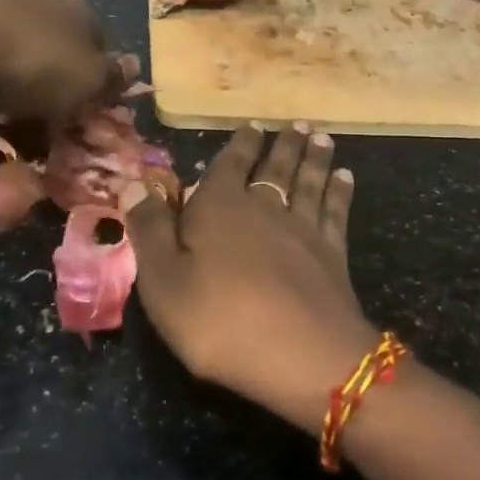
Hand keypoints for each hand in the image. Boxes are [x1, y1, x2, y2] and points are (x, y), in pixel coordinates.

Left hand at [0, 0, 122, 123]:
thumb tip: (131, 69)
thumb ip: (111, 79)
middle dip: (49, 94)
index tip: (80, 119)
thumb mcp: (87, 82)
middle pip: (54, 54)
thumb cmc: (27, 62)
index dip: (93, 87)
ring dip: (9, 93)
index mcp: (78, 10)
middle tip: (38, 132)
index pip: (99, 49)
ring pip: (11, 58)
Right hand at [118, 124, 380, 434]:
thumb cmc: (218, 321)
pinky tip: (346, 178)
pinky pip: (336, 211)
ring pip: (309, 182)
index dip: (240, 144)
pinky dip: (340, 191)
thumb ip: (150, 230)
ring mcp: (304, 229)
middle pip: (275, 167)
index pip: (230, 164)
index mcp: (220, 208)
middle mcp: (265, 208)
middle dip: (282, 145)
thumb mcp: (163, 281)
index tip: (252, 125)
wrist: (301, 356)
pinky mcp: (333, 254)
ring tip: (321, 138)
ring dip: (314, 158)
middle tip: (295, 124)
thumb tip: (133, 183)